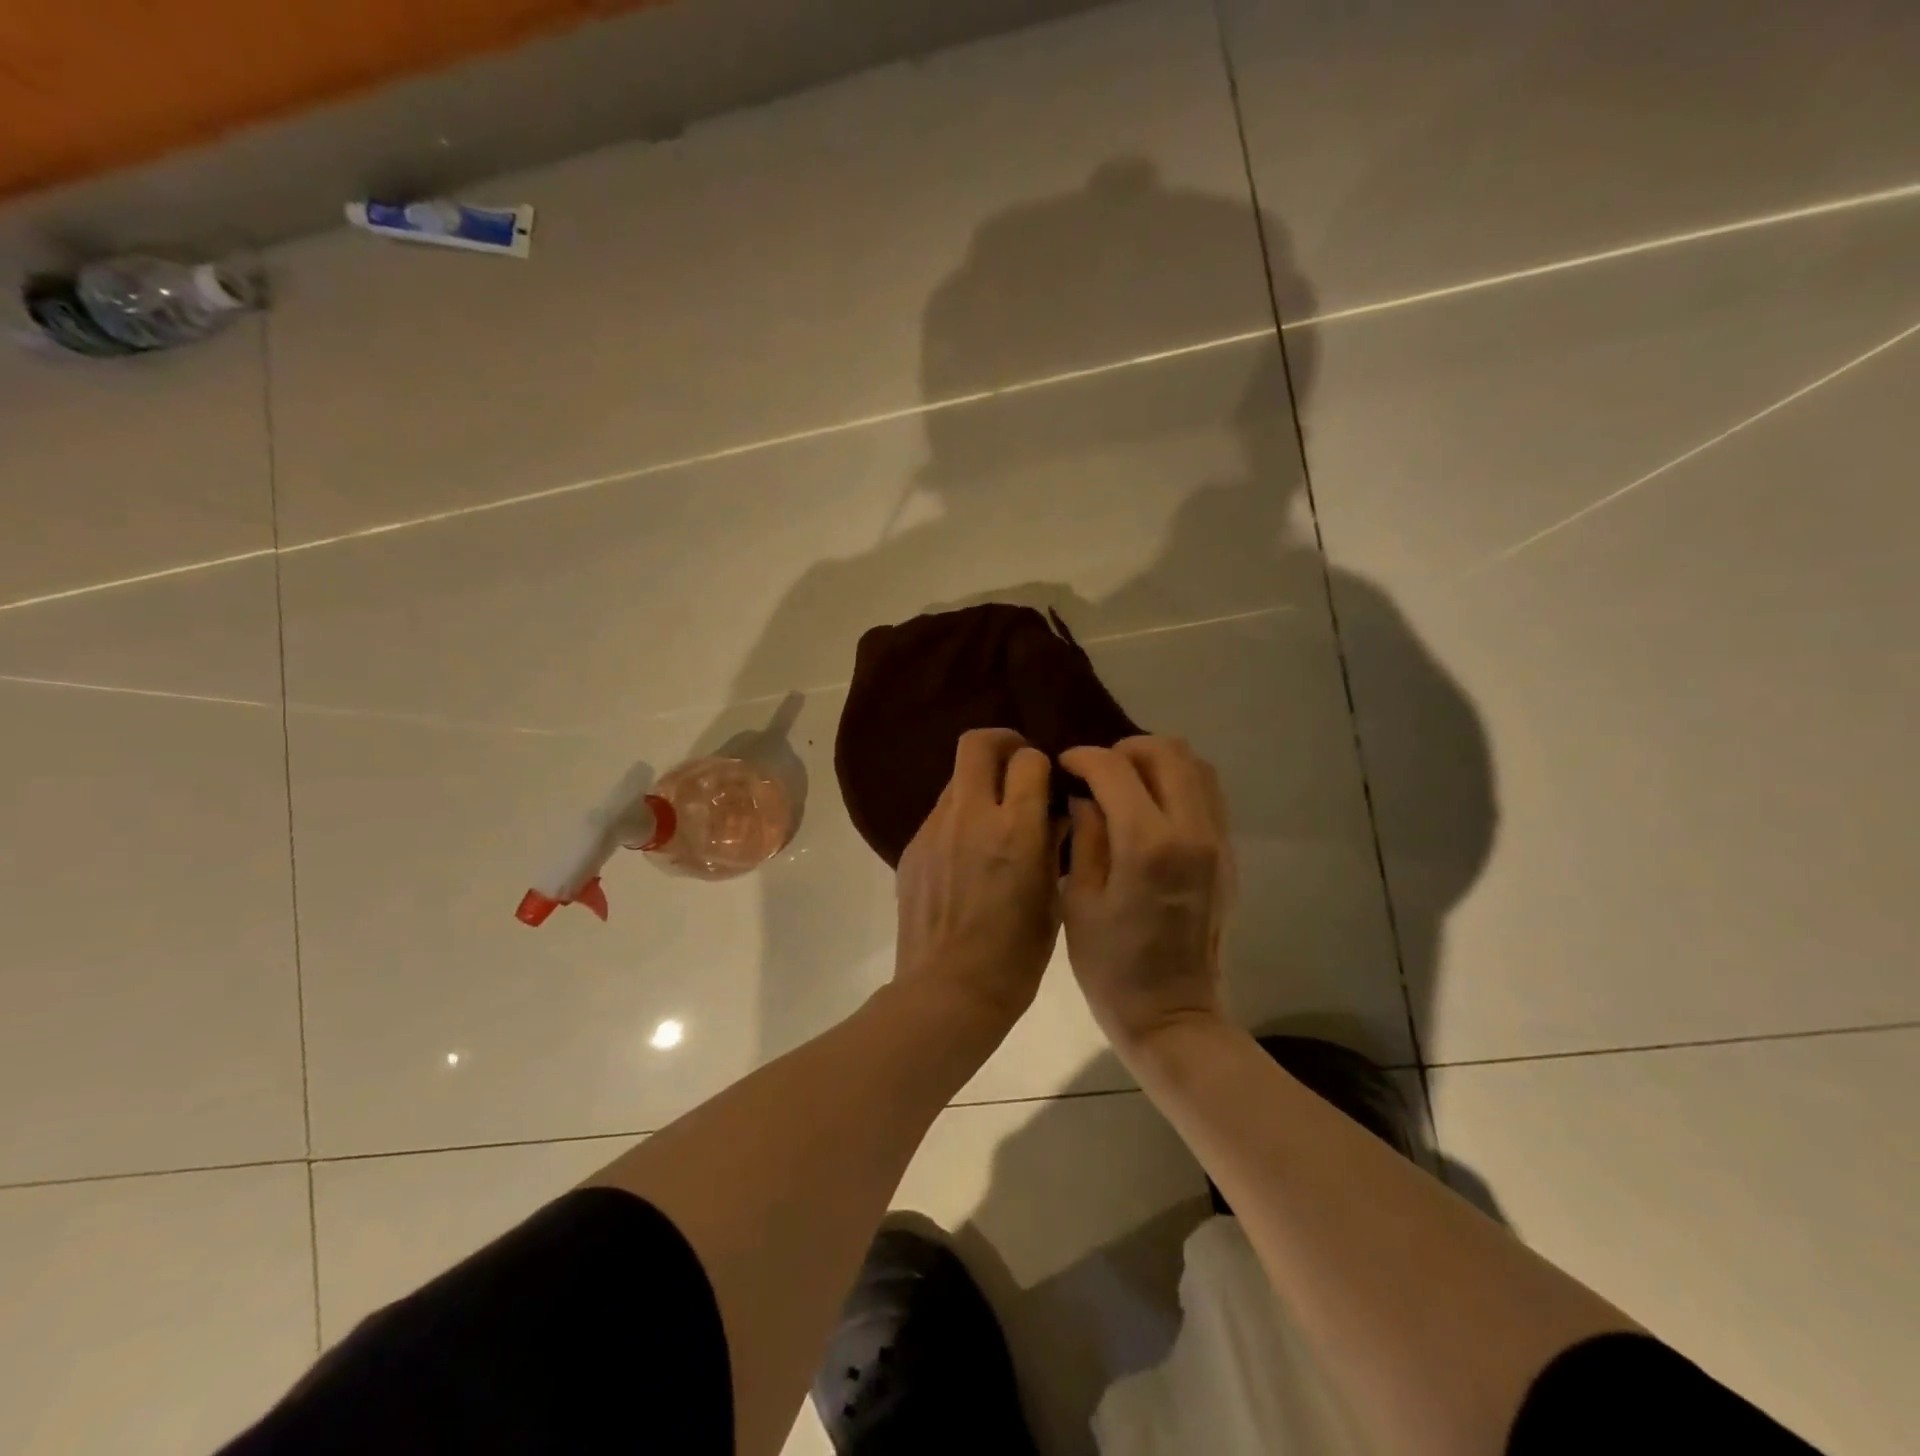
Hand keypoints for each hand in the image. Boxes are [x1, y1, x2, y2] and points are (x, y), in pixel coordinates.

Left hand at [893, 728, 1062, 1033]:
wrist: (948, 991)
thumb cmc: (1015, 956)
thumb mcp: (1052, 900)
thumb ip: (1052, 845)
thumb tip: (1053, 814)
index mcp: (1015, 830)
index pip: (1028, 760)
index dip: (1042, 765)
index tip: (1047, 782)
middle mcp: (971, 816)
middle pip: (977, 744)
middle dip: (1002, 743)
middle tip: (1017, 766)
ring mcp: (934, 830)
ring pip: (956, 779)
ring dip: (979, 784)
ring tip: (993, 818)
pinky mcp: (912, 848)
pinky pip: (939, 814)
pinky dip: (959, 817)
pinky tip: (967, 853)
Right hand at [1059, 737, 1232, 1051]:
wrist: (1173, 1016)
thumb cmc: (1111, 967)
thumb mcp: (1079, 900)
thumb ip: (1085, 836)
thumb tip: (1085, 797)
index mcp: (1147, 844)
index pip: (1115, 769)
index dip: (1083, 757)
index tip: (1064, 765)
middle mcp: (1191, 831)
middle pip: (1167, 751)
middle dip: (1125, 749)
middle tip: (1097, 771)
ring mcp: (1218, 841)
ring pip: (1196, 766)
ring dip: (1156, 763)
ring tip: (1126, 785)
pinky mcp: (1228, 855)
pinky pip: (1208, 794)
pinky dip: (1178, 784)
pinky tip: (1150, 809)